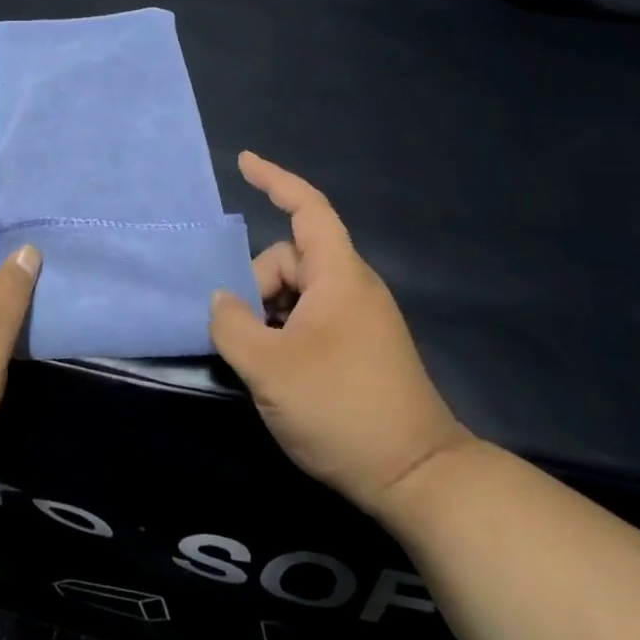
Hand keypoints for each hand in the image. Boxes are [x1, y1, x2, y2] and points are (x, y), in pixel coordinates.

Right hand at [210, 151, 472, 516]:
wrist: (417, 477)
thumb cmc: (341, 409)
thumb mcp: (269, 368)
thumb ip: (232, 325)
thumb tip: (222, 300)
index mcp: (339, 276)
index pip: (307, 208)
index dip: (274, 180)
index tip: (244, 162)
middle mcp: (353, 287)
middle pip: (290, 258)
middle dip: (257, 284)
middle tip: (243, 333)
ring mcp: (360, 318)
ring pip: (298, 292)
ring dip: (268, 312)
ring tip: (258, 359)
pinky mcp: (361, 346)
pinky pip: (311, 316)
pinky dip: (285, 329)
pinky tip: (276, 368)